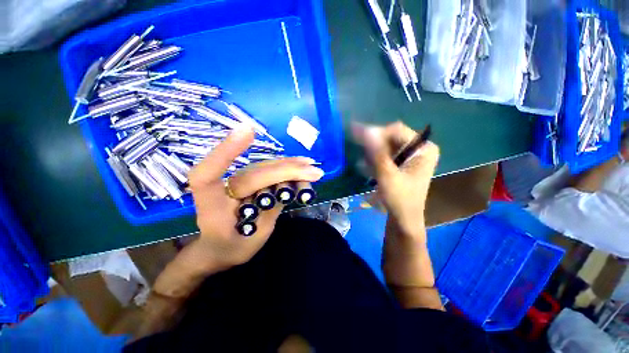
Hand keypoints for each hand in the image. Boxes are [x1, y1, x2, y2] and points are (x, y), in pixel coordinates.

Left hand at [188, 126, 324, 270]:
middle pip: (258, 172)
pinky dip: (288, 170)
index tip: (249, 131)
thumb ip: (266, 215)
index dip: (227, 150)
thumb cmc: (230, 247)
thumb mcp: (248, 243)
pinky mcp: (251, 179)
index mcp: (211, 202)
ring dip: (292, 167)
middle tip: (314, 171)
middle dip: (288, 170)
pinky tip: (302, 168)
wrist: (221, 247)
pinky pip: (271, 171)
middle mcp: (224, 185)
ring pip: (267, 168)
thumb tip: (286, 189)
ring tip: (312, 168)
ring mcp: (239, 179)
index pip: (209, 173)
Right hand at [353, 121, 439, 241]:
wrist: (404, 219)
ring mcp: (411, 155)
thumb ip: (377, 153)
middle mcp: (419, 148)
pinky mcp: (402, 163)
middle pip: (391, 137)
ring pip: (386, 145)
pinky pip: (385, 154)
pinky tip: (369, 168)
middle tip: (361, 155)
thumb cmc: (399, 199)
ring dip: (373, 153)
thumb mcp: (387, 175)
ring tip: (367, 166)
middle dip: (374, 145)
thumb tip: (366, 130)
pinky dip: (375, 159)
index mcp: (424, 148)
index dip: (377, 133)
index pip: (397, 130)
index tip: (358, 138)